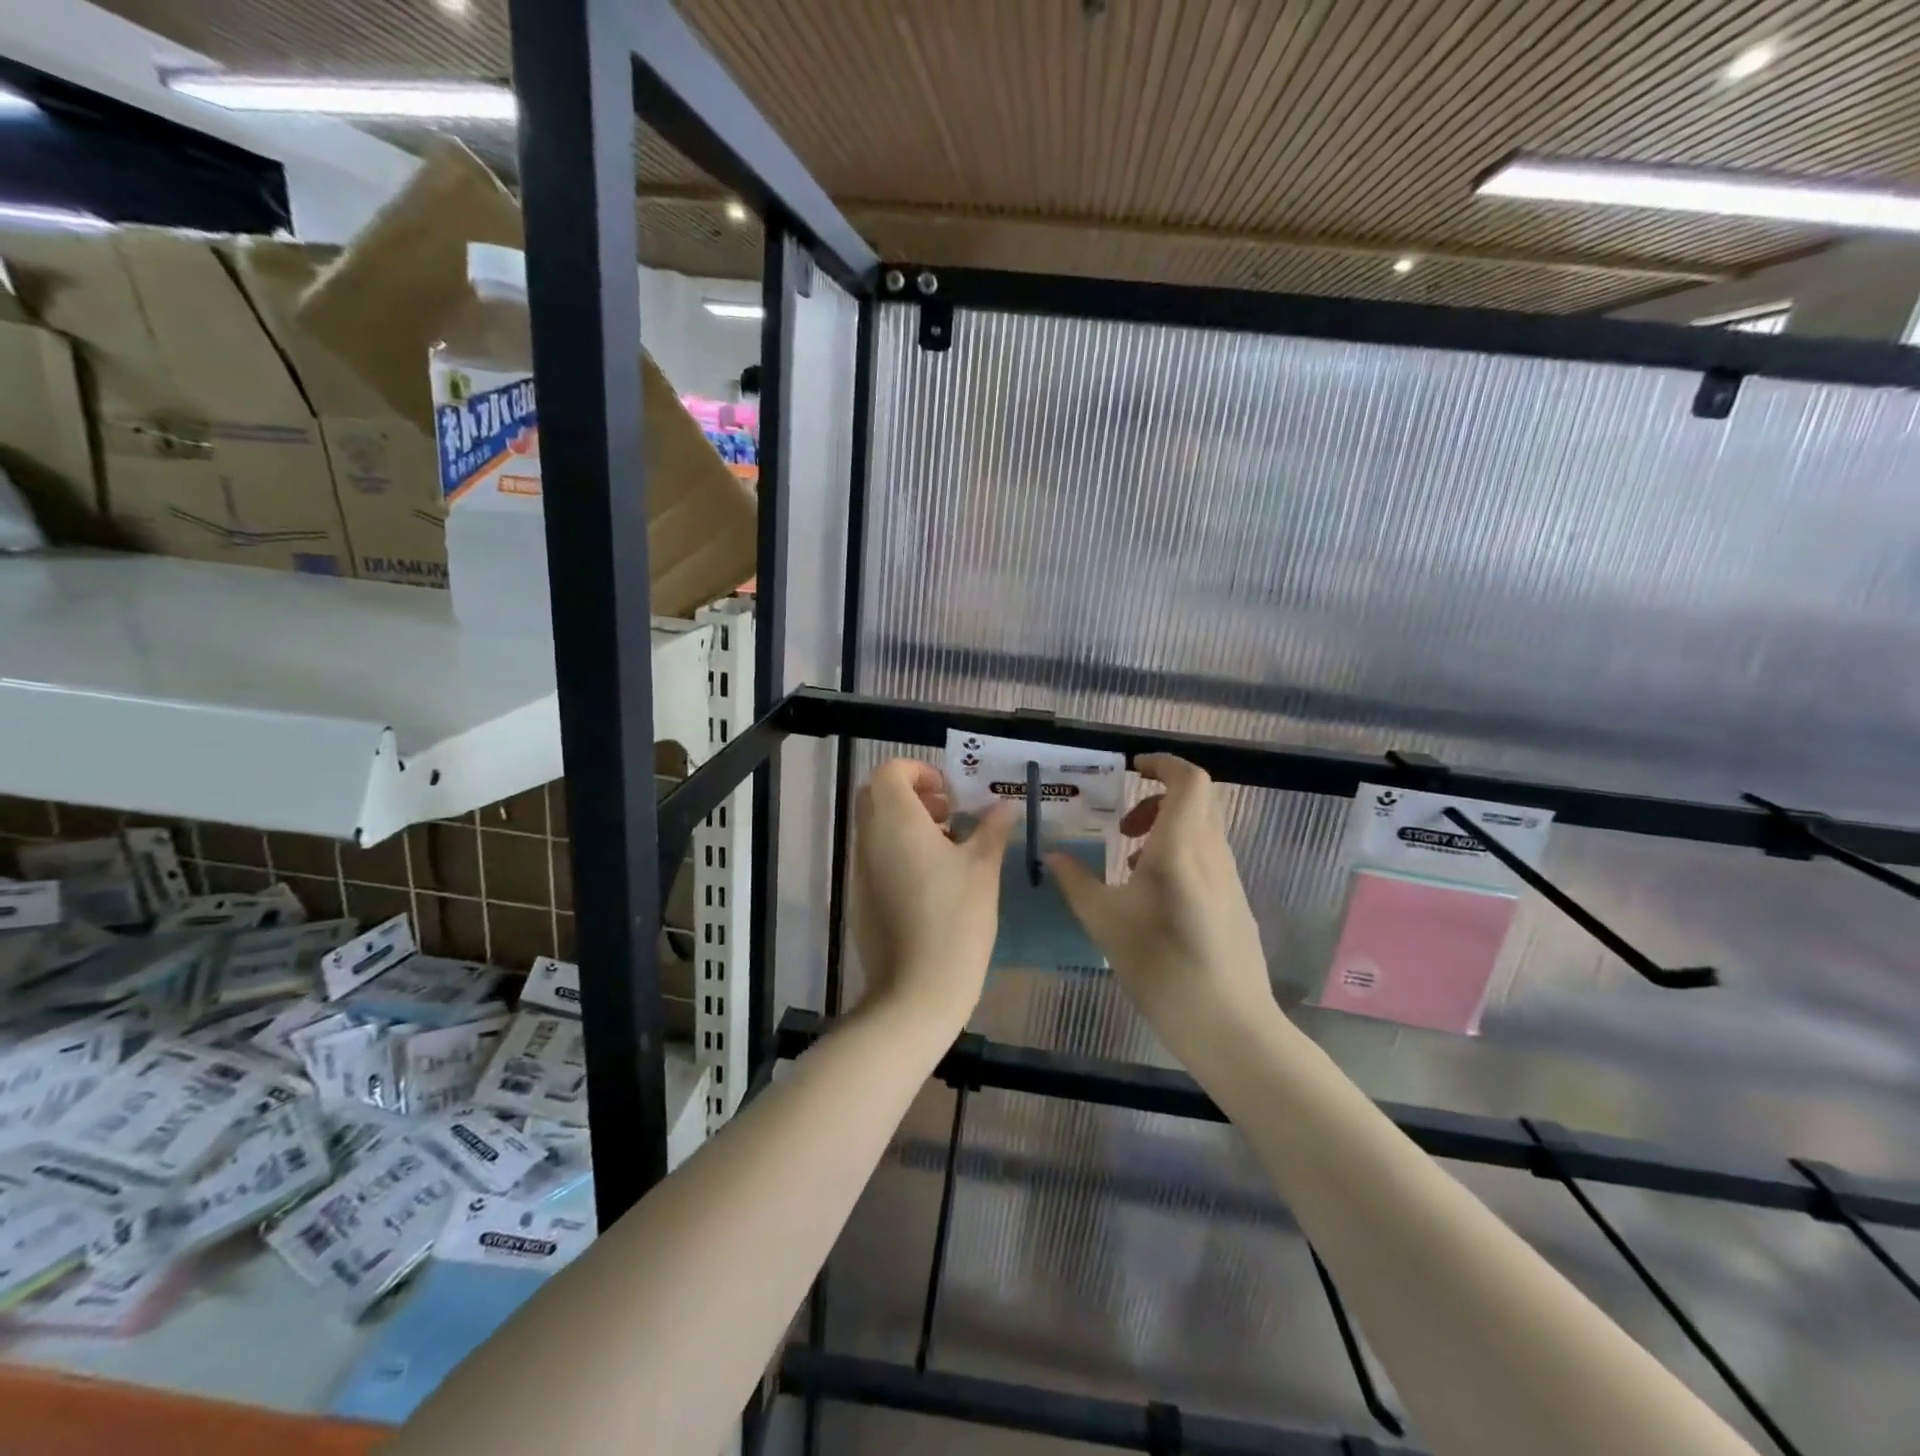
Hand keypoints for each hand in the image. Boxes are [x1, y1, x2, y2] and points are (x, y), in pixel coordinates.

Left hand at [849, 759, 1015, 1027]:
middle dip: (912, 795)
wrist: (916, 990)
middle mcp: (869, 839)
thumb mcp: (983, 868)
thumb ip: (992, 829)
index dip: (919, 772)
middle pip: (877, 796)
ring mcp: (860, 870)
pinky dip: (899, 852)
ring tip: (949, 848)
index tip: (950, 793)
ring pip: (875, 827)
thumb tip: (1004, 805)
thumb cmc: (955, 919)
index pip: (889, 772)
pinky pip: (875, 857)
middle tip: (949, 815)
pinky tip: (933, 881)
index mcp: (895, 821)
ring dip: (907, 824)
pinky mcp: (861, 898)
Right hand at [1047, 755, 1273, 1060]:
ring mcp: (1228, 878)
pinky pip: (1206, 855)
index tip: (1130, 768)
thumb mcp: (1105, 923)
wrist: (1230, 1027)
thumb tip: (1051, 855)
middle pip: (1197, 799)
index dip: (1162, 763)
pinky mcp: (1233, 901)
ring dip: (1165, 826)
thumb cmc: (1162, 968)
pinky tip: (1149, 892)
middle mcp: (1212, 853)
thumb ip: (1076, 882)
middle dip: (1157, 796)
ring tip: (1126, 858)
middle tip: (1122, 821)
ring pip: (1202, 827)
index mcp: (1182, 848)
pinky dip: (1177, 851)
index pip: (1189, 780)